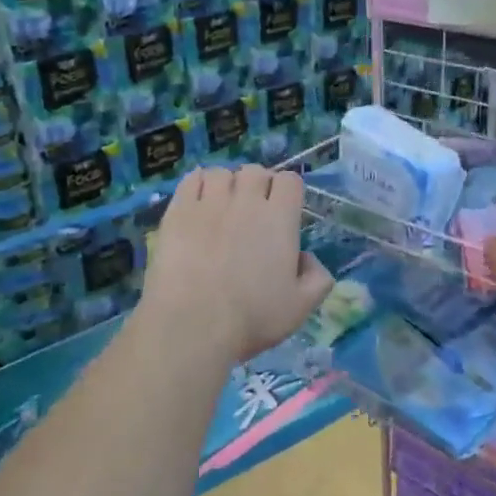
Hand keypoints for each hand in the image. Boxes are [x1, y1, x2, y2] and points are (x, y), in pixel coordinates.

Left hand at [140, 166, 333, 365]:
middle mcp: (246, 201)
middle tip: (253, 211)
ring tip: (222, 205)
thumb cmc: (252, 317)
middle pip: (255, 172)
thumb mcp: (301, 307)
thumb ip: (317, 278)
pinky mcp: (178, 211)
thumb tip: (307, 258)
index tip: (284, 211)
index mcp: (279, 219)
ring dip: (226, 184)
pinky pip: (190, 180)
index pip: (290, 181)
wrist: (193, 323)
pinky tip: (197, 201)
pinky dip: (197, 184)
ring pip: (221, 173)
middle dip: (258, 185)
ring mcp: (209, 203)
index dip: (289, 192)